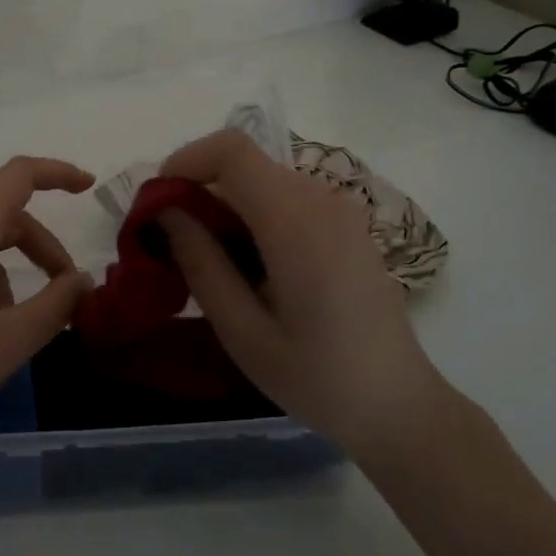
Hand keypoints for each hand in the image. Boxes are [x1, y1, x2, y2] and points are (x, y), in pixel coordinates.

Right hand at [156, 129, 445, 457]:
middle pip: (244, 164)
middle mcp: (321, 200)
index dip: (186, 161)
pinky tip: (248, 266)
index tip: (158, 204)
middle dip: (198, 190)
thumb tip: (166, 212)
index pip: (232, 151)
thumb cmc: (316, 378)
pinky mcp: (345, 224)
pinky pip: (286, 198)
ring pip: (262, 180)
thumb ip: (201, 263)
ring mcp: (339, 210)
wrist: (397, 405)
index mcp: (296, 222)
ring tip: (208, 261)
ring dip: (225, 205)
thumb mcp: (242, 331)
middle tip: (172, 244)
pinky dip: (252, 215)